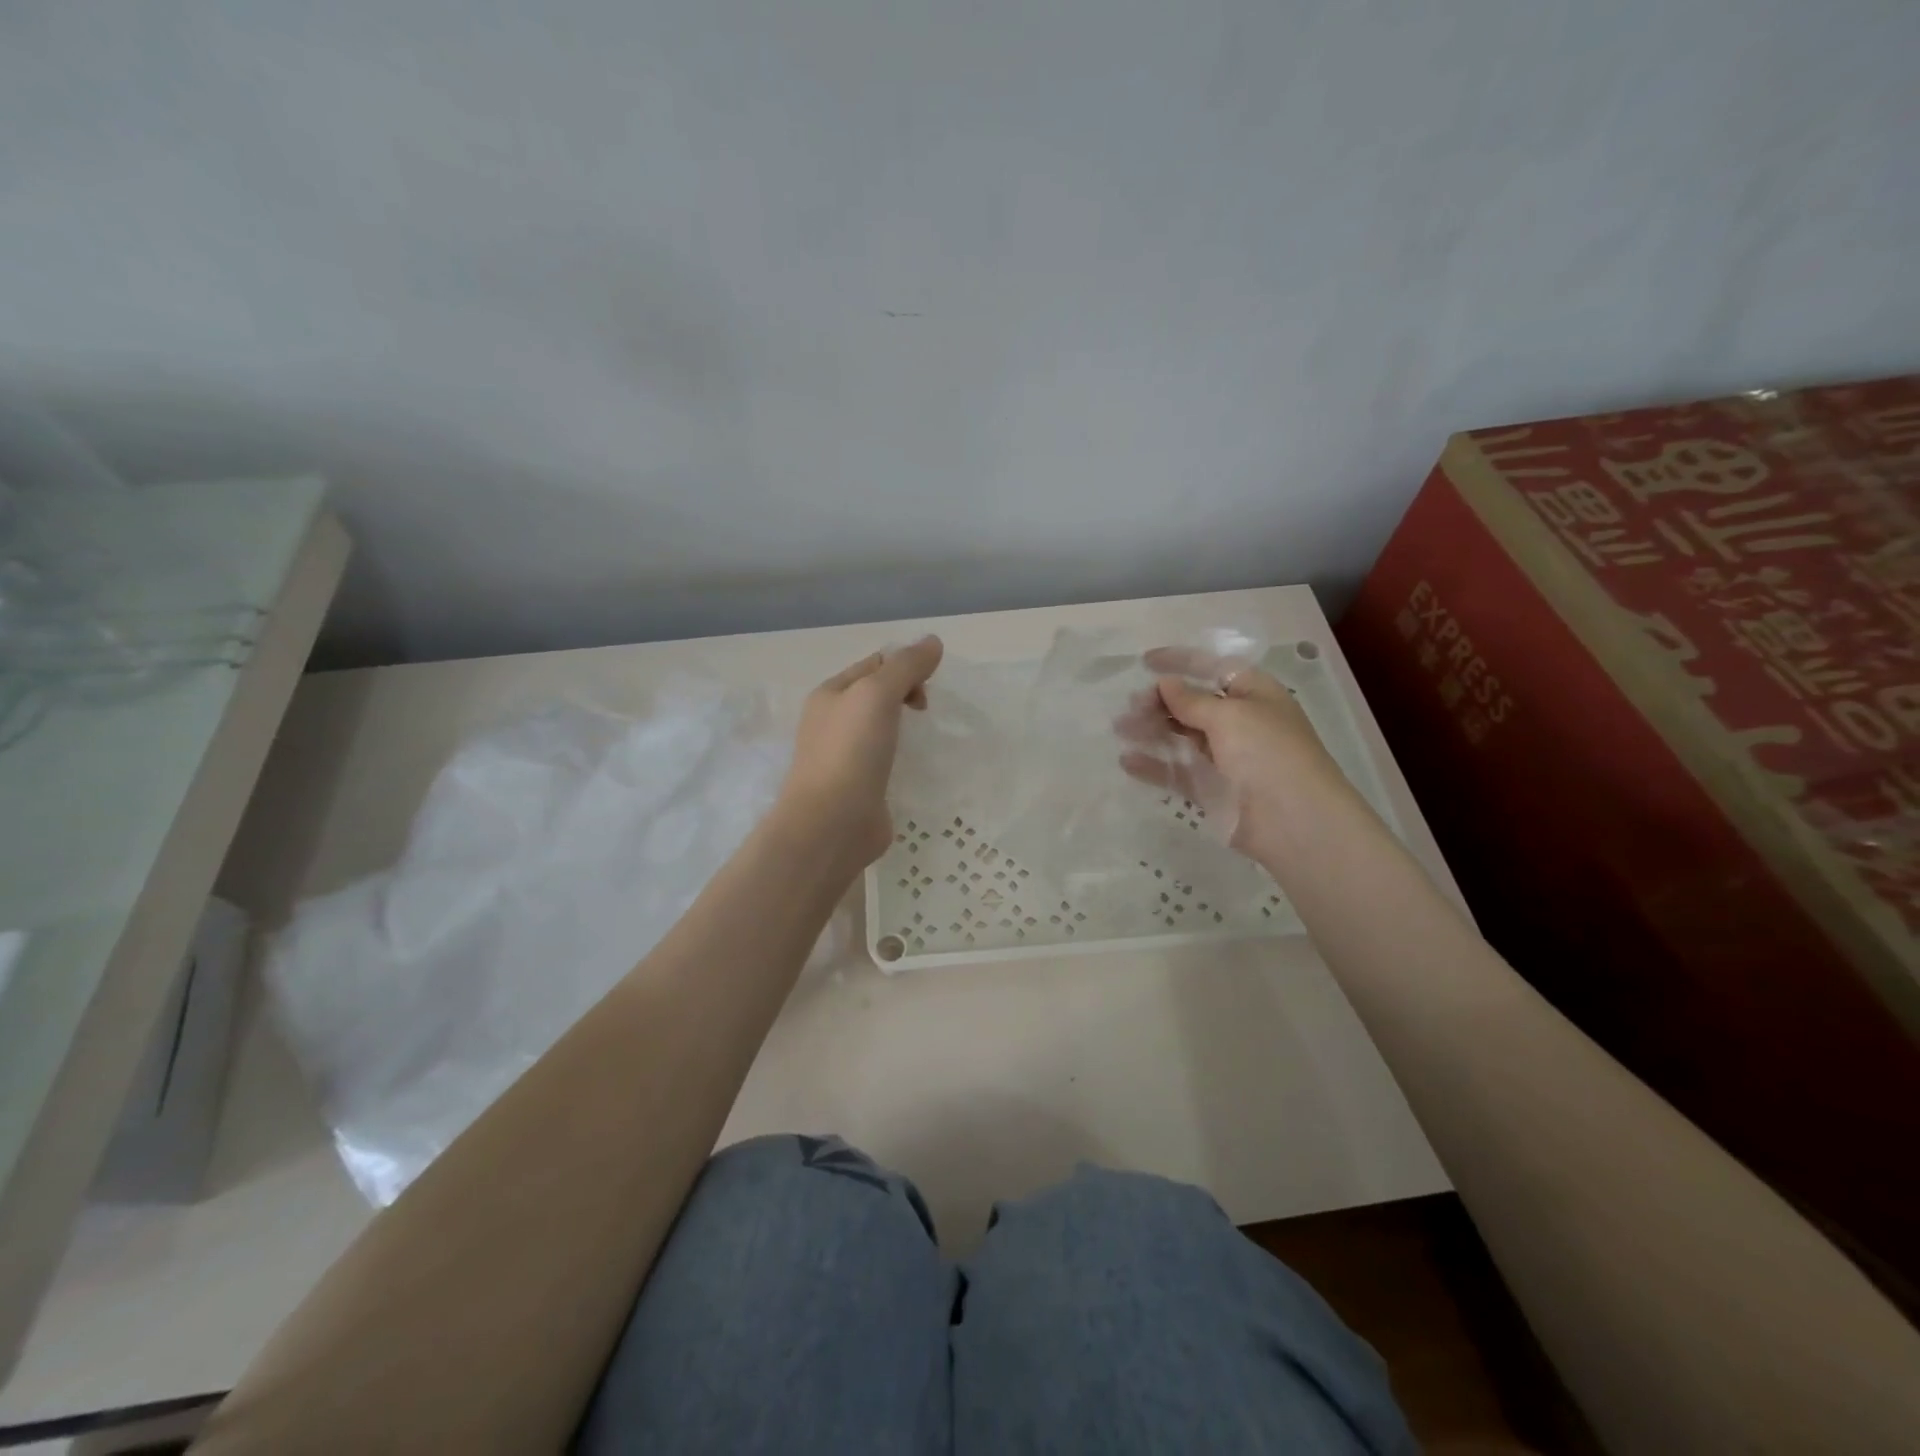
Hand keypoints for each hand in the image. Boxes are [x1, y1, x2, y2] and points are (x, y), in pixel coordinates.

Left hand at [779, 636, 944, 865]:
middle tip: (925, 711)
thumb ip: (905, 666)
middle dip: (907, 694)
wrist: (831, 824)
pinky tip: (916, 766)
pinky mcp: (859, 787)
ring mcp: (845, 757)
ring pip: (882, 729)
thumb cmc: (851, 751)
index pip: (874, 664)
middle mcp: (833, 722)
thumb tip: (932, 641)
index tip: (928, 686)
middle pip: (878, 694)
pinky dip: (903, 757)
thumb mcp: (877, 694)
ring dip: (905, 727)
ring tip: (925, 737)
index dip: (904, 665)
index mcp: (830, 694)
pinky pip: (885, 761)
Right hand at [1115, 648, 1343, 861]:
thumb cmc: (1269, 753)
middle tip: (1129, 707)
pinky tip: (1127, 760)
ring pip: (1180, 737)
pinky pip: (1177, 771)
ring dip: (1150, 730)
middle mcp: (1238, 722)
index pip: (1212, 669)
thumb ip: (1191, 700)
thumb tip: (1165, 684)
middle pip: (1191, 704)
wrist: (1295, 821)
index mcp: (1253, 694)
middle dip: (1159, 701)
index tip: (1145, 662)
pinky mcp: (1211, 789)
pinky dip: (1153, 765)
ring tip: (1120, 729)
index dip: (1180, 662)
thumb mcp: (1231, 716)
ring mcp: (1224, 757)